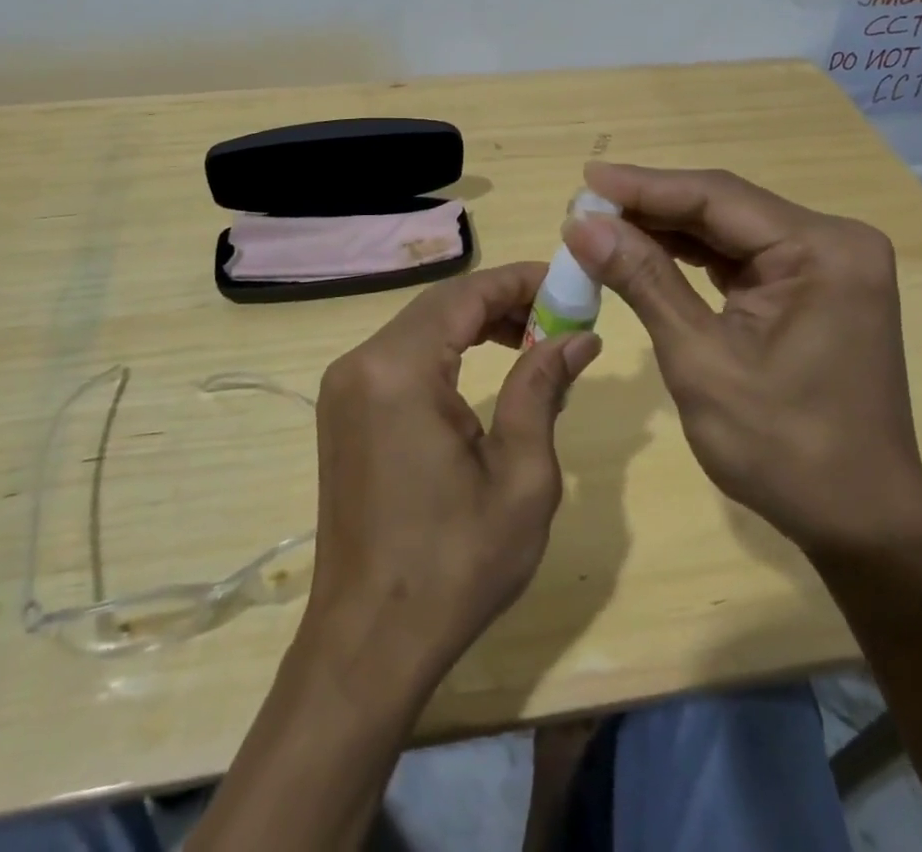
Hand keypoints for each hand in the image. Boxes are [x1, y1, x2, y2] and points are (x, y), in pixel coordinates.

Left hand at [304, 263, 602, 686]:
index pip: (465, 294)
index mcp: (399, 370)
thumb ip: (542, 389)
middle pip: (440, 304)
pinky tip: (483, 367)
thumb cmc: (455, 564)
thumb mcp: (521, 477)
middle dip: (501, 300)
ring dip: (474, 323)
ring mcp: (344, 386)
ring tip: (530, 339)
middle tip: (558, 315)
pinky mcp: (342, 409)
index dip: (519, 280)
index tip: (568, 283)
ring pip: (420, 326)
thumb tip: (578, 338)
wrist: (369, 641)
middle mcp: (362, 363)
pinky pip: (401, 355)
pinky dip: (446, 349)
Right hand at [562, 162, 921, 555]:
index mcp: (822, 251)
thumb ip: (644, 281)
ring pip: (728, 230)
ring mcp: (826, 265)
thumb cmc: (783, 448)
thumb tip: (582, 225)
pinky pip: (742, 257)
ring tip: (601, 227)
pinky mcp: (813, 288)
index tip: (583, 181)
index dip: (644, 186)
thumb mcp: (700, 360)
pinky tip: (645, 252)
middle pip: (724, 207)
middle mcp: (832, 242)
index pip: (717, 197)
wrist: (858, 522)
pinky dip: (691, 257)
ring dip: (666, 230)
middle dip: (650, 208)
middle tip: (583, 208)